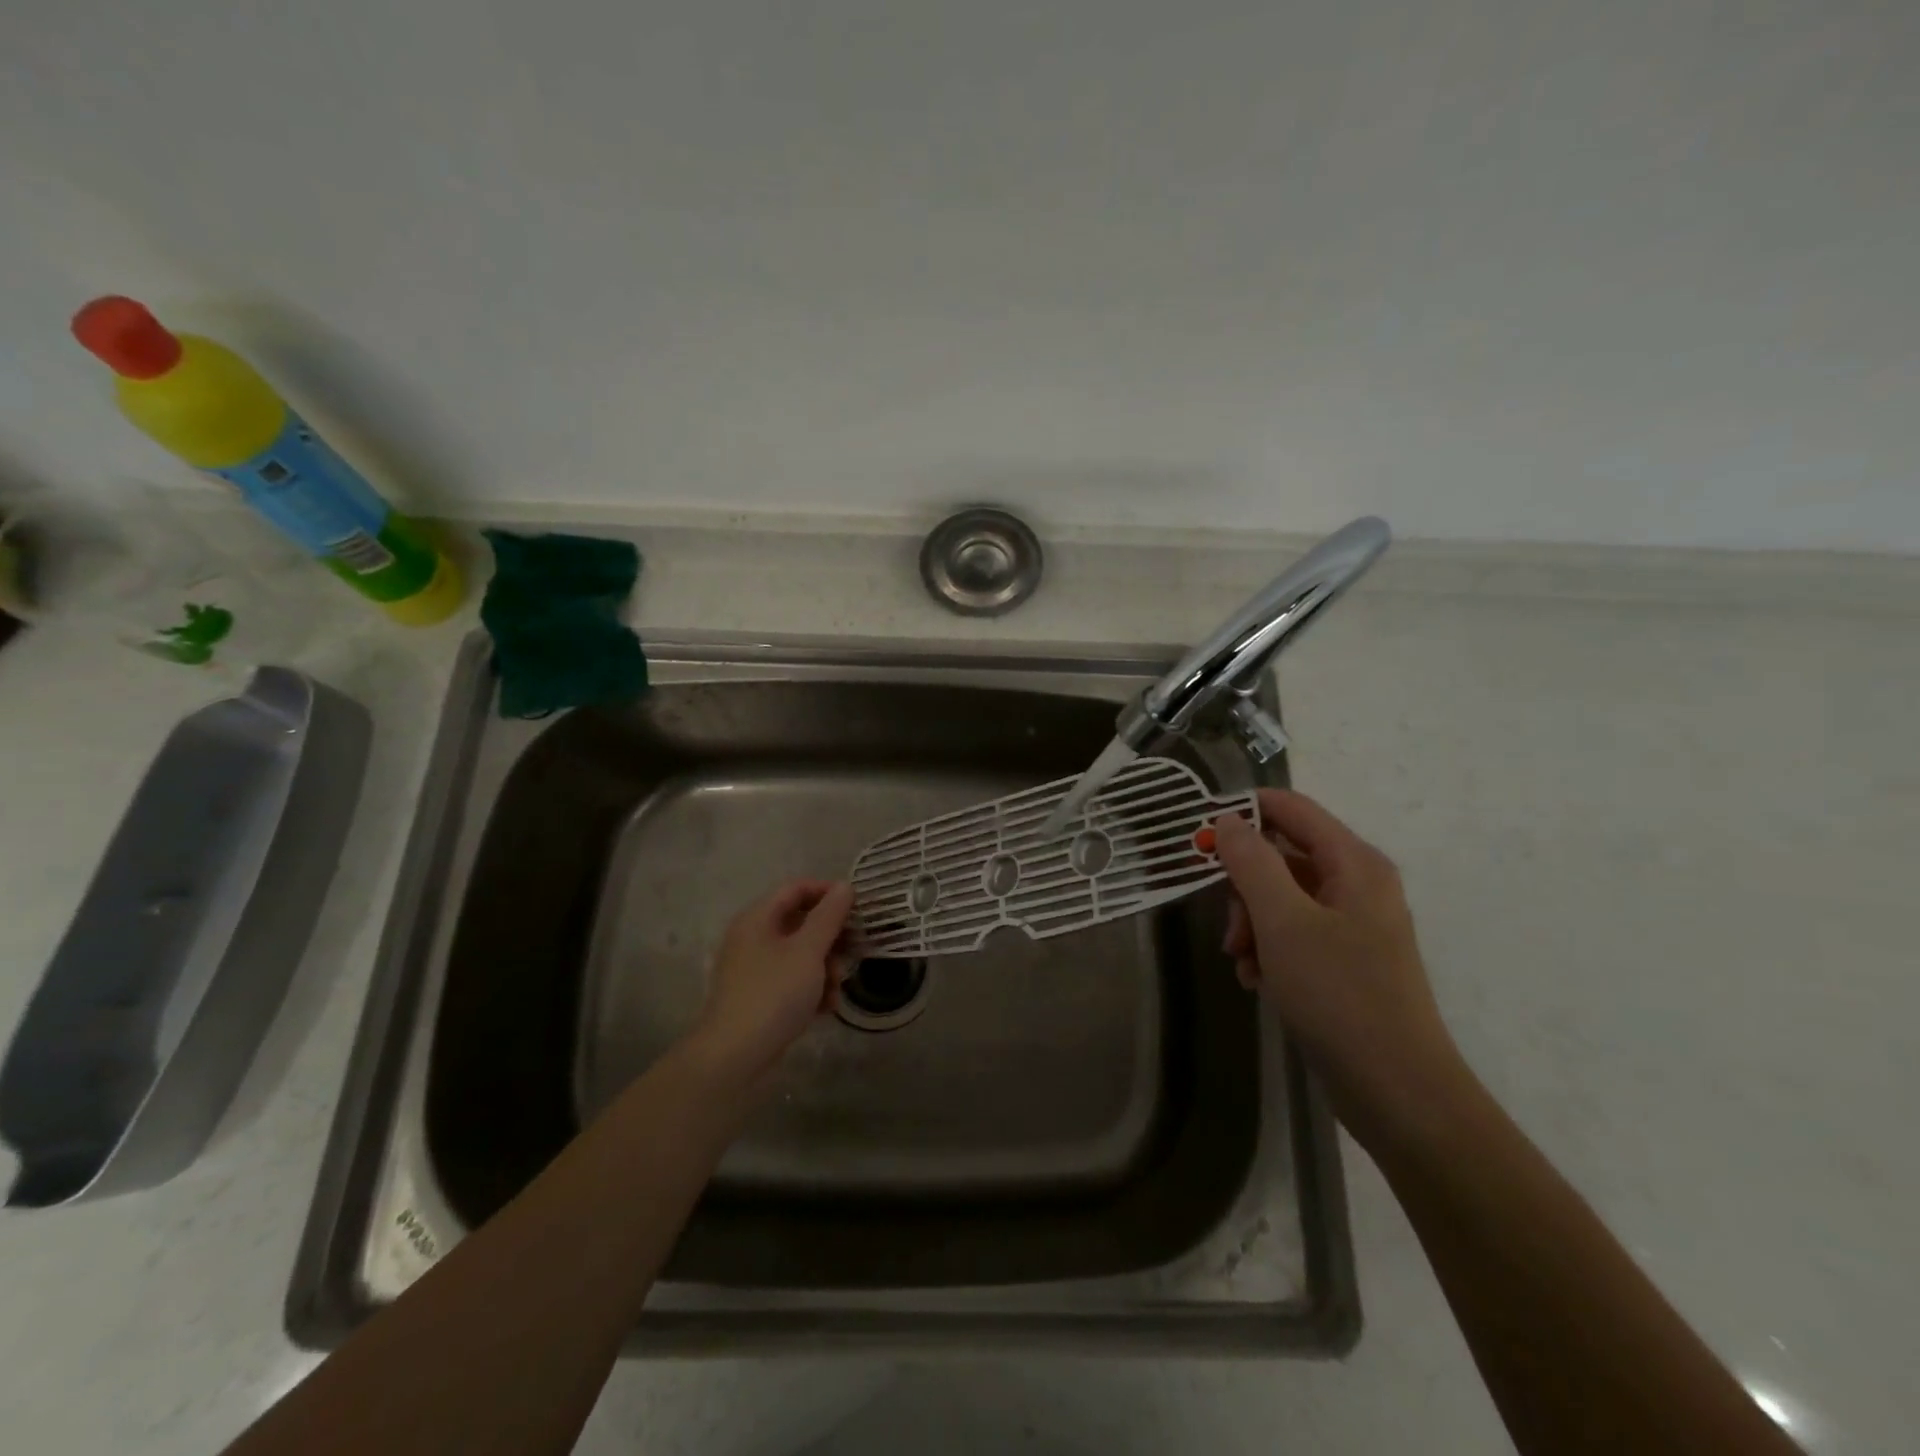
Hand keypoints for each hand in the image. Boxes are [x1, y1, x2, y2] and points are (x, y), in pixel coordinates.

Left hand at [690, 879, 853, 1081]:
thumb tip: (845, 886)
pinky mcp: (759, 996)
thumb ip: (829, 916)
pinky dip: (811, 988)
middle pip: (800, 922)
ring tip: (835, 990)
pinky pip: (792, 980)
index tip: (858, 907)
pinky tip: (825, 1008)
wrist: (734, 1057)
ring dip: (825, 967)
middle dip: (831, 938)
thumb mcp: (808, 951)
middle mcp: (753, 938)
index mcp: (758, 918)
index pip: (797, 888)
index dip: (828, 892)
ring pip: (800, 954)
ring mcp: (754, 969)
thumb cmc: (774, 994)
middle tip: (853, 952)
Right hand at [1215, 790, 1466, 1138]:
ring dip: (1251, 924)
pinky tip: (1257, 981)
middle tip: (1229, 927)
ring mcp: (1353, 924)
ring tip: (1242, 963)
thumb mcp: (1284, 922)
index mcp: (1354, 863)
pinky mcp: (1344, 959)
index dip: (1242, 813)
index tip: (1200, 838)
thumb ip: (1252, 863)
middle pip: (1281, 856)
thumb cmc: (1340, 995)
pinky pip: (1293, 933)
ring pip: (1281, 898)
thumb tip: (1228, 819)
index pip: (1290, 808)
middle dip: (1244, 887)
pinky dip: (1268, 950)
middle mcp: (1357, 884)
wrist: (1397, 1091)